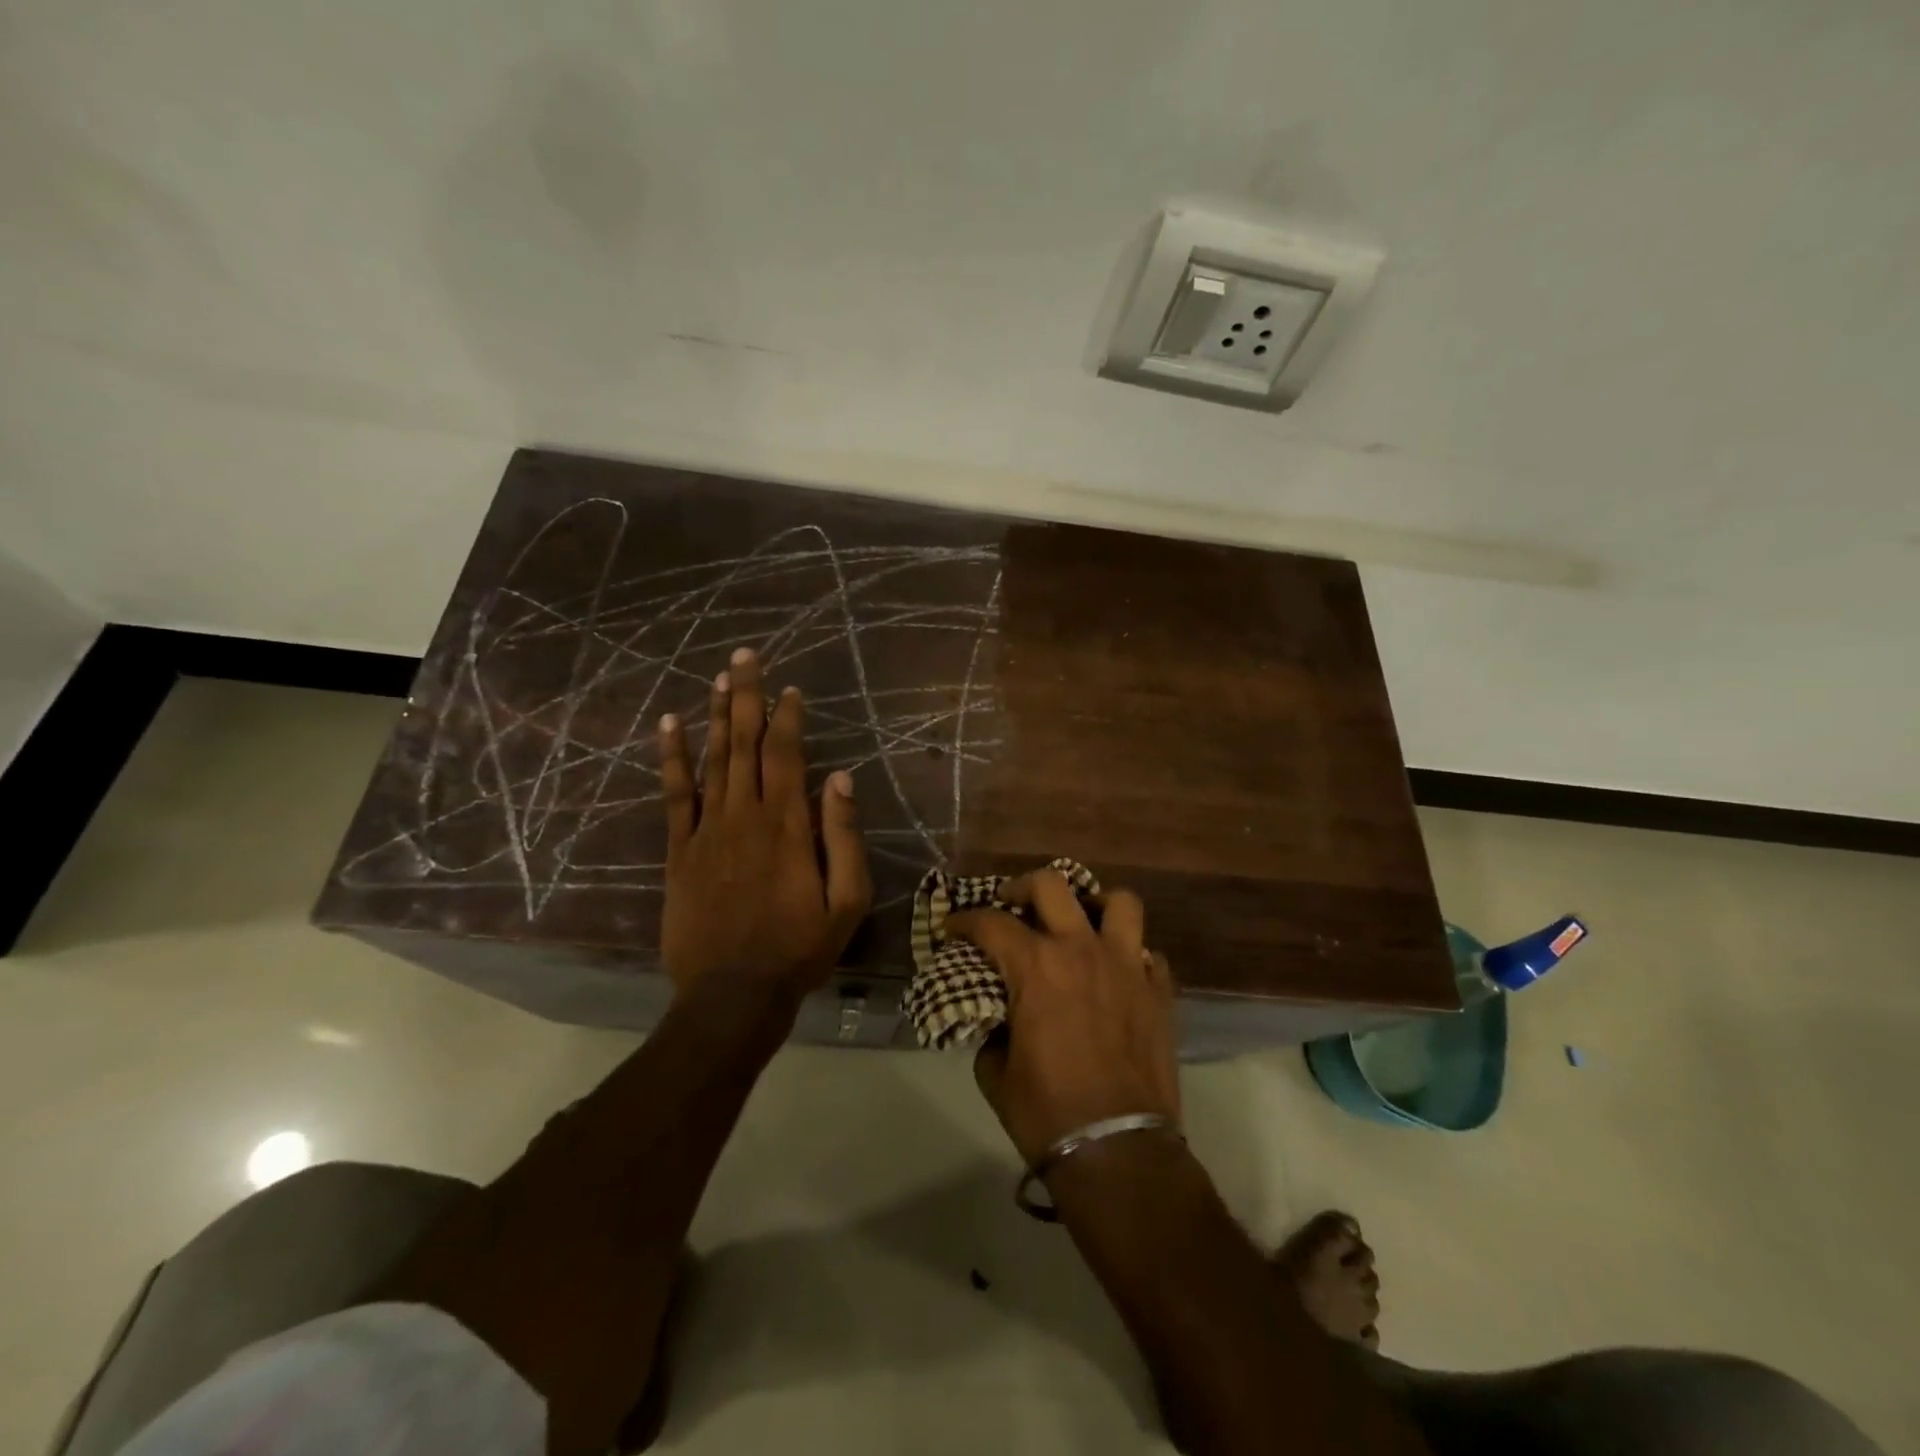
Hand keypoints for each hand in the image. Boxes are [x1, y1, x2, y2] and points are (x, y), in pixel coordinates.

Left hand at [656, 647, 871, 996]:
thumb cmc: (799, 949)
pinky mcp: (680, 851)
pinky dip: (671, 758)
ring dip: (715, 716)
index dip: (788, 717)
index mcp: (787, 826)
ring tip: (718, 677)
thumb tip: (840, 779)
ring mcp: (707, 831)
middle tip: (746, 656)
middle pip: (744, 744)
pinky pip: (674, 795)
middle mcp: (744, 816)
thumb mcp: (846, 902)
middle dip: (746, 696)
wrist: (732, 995)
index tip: (791, 689)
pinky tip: (669, 726)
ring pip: (711, 760)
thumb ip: (843, 837)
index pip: (786, 754)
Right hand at [947, 870, 1178, 1164]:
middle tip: (1011, 904)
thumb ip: (992, 1030)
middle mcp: (1083, 951)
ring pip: (1120, 903)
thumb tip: (999, 1018)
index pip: (991, 924)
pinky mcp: (1159, 992)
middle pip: (1052, 885)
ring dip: (1095, 905)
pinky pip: (1149, 954)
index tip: (952, 929)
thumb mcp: (996, 1073)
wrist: (1119, 1152)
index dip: (964, 921)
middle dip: (1022, 887)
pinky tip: (1117, 974)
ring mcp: (1128, 967)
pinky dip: (1130, 955)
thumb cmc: (1047, 1113)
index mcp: (1037, 967)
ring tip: (1081, 922)